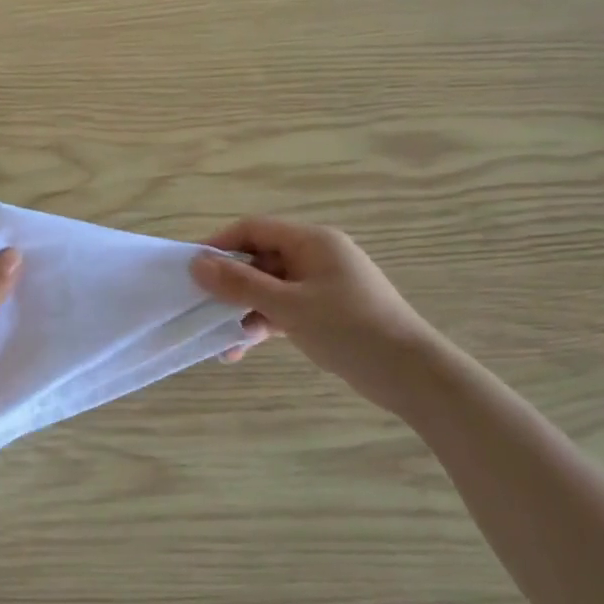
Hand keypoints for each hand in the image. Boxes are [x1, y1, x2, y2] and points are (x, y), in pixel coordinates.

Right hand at [192, 219, 435, 401]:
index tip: (192, 270)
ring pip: (270, 289)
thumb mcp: (288, 306)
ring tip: (224, 344)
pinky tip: (243, 349)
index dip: (220, 245)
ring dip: (245, 311)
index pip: (254, 229)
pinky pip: (285, 309)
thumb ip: (240, 284)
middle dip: (230, 286)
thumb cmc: (349, 329)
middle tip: (202, 309)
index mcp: (311, 241)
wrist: (411, 374)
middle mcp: (316, 256)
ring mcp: (322, 285)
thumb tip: (196, 263)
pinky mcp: (326, 312)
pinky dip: (265, 324)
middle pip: (260, 260)